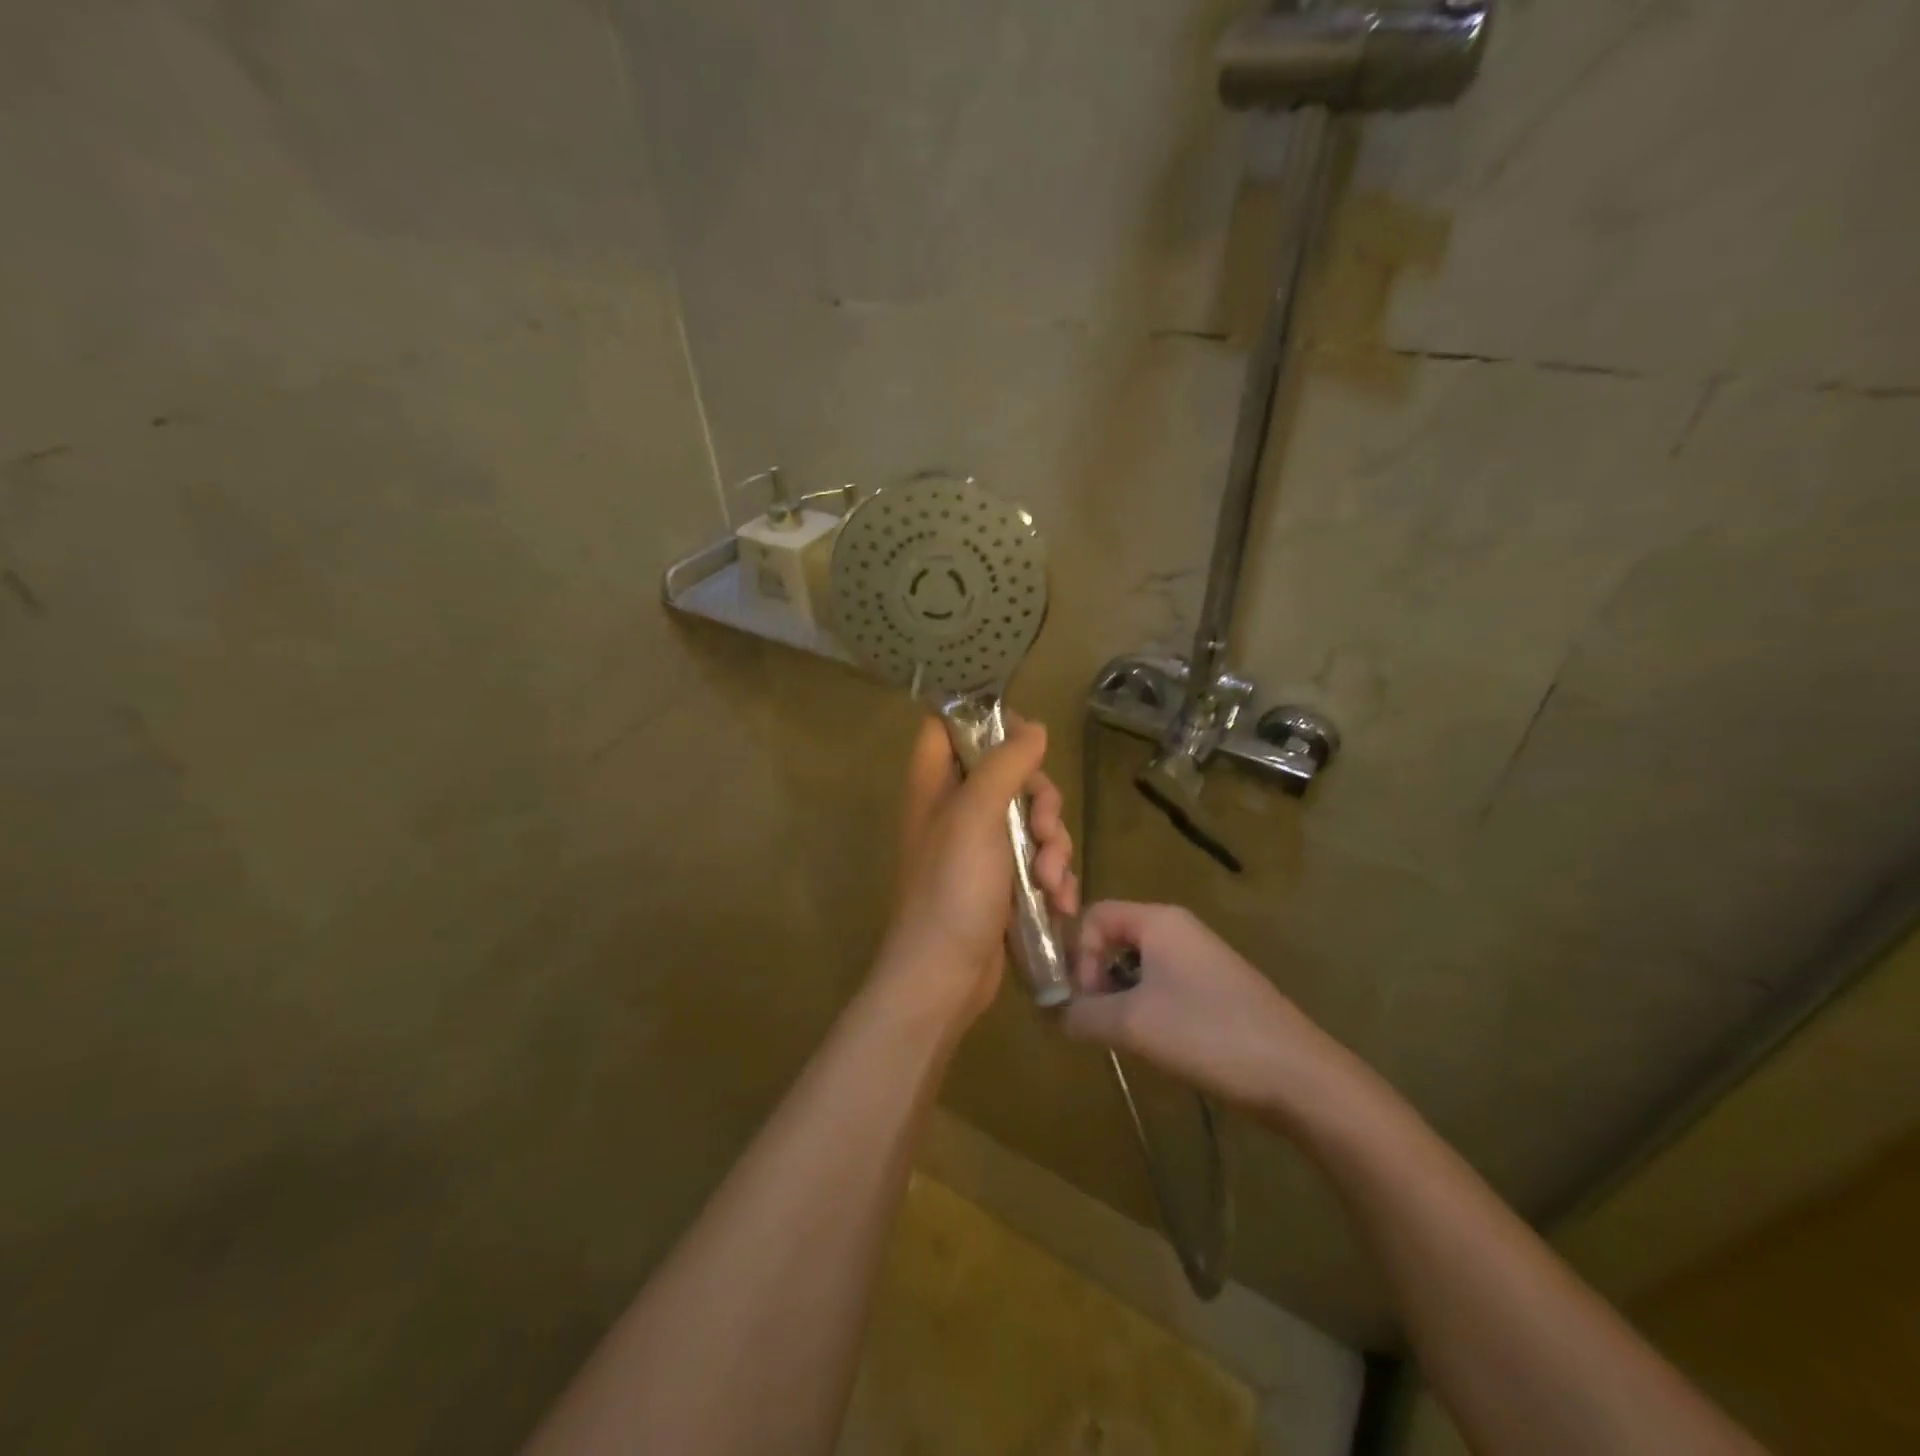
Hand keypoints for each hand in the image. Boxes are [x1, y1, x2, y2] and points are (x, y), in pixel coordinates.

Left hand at [881, 716, 1078, 1023]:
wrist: (944, 977)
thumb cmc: (952, 889)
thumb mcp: (976, 816)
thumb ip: (1004, 765)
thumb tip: (1034, 727)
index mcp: (936, 785)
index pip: (948, 727)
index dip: (985, 721)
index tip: (1026, 735)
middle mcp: (956, 811)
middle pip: (1009, 774)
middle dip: (1041, 800)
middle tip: (1045, 826)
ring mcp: (980, 849)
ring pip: (1031, 819)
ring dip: (1054, 846)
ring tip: (1051, 881)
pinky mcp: (1002, 883)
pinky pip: (1038, 860)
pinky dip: (1053, 877)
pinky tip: (1060, 901)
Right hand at [1062, 901, 1335, 1114]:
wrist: (1298, 1075)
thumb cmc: (1207, 1033)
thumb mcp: (1132, 1024)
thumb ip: (1082, 1014)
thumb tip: (1056, 1015)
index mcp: (1158, 920)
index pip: (1094, 915)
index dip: (1078, 954)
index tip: (1085, 999)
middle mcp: (1179, 928)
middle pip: (1115, 938)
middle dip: (1097, 977)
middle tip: (1100, 1021)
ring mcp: (1202, 957)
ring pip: (1139, 964)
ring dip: (1121, 996)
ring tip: (1127, 1036)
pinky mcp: (1217, 987)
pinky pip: (1164, 983)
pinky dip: (1148, 1006)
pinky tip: (1158, 1043)